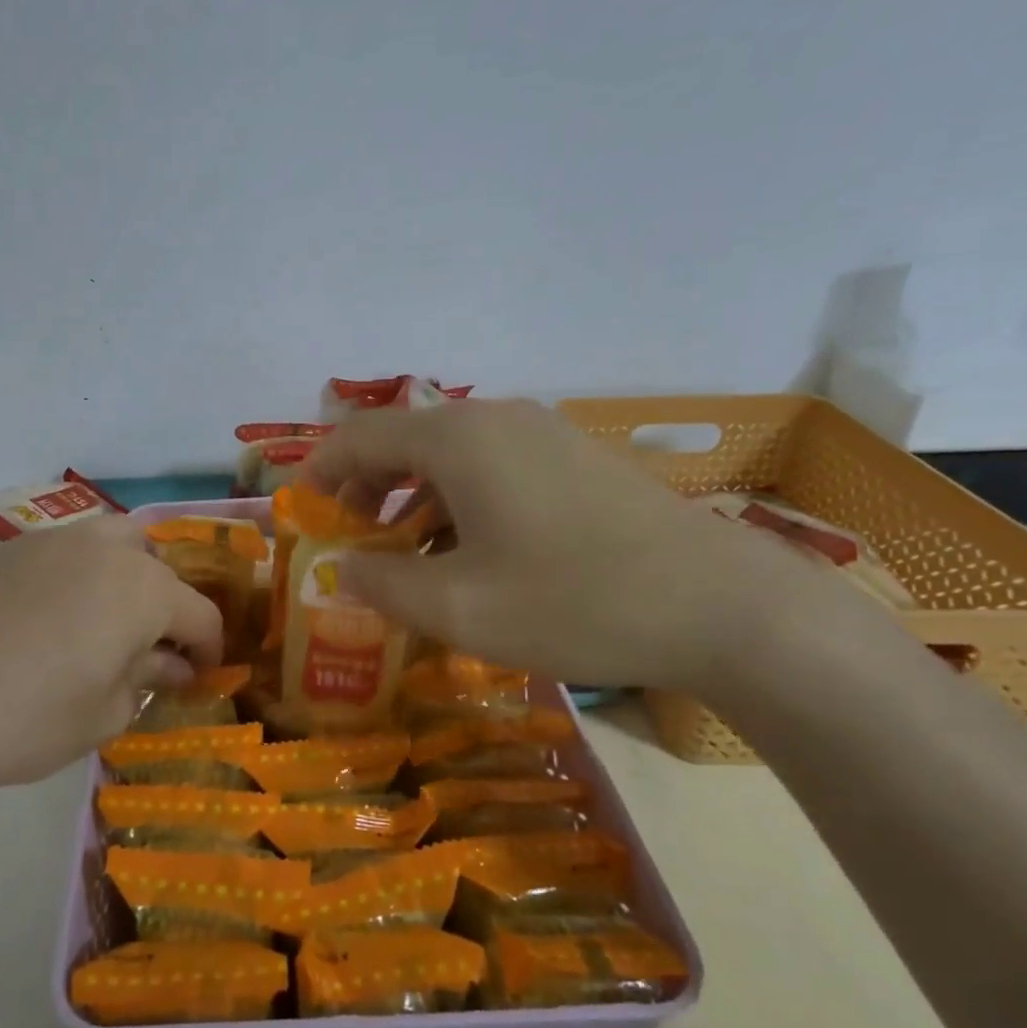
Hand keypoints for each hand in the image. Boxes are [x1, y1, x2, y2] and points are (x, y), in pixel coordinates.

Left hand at [0, 517, 221, 817]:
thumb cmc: (30, 719)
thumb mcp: (106, 713)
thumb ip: (149, 679)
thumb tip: (172, 665)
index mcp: (142, 588)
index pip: (200, 613)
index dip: (208, 649)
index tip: (201, 677)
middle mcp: (103, 549)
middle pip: (157, 564)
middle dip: (166, 603)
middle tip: (150, 647)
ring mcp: (50, 542)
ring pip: (110, 542)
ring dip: (124, 577)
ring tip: (104, 623)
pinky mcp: (6, 551)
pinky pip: (62, 552)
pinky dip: (76, 575)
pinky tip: (49, 619)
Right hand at [305, 399, 823, 690]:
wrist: (724, 608)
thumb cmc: (575, 602)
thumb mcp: (458, 608)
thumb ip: (381, 584)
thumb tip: (341, 569)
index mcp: (458, 439)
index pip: (359, 436)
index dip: (319, 473)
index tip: (302, 517)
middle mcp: (496, 419)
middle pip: (403, 440)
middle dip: (364, 490)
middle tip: (350, 544)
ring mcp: (544, 434)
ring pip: (448, 456)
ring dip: (411, 500)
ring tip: (405, 557)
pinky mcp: (576, 459)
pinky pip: (492, 468)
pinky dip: (457, 502)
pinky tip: (470, 554)